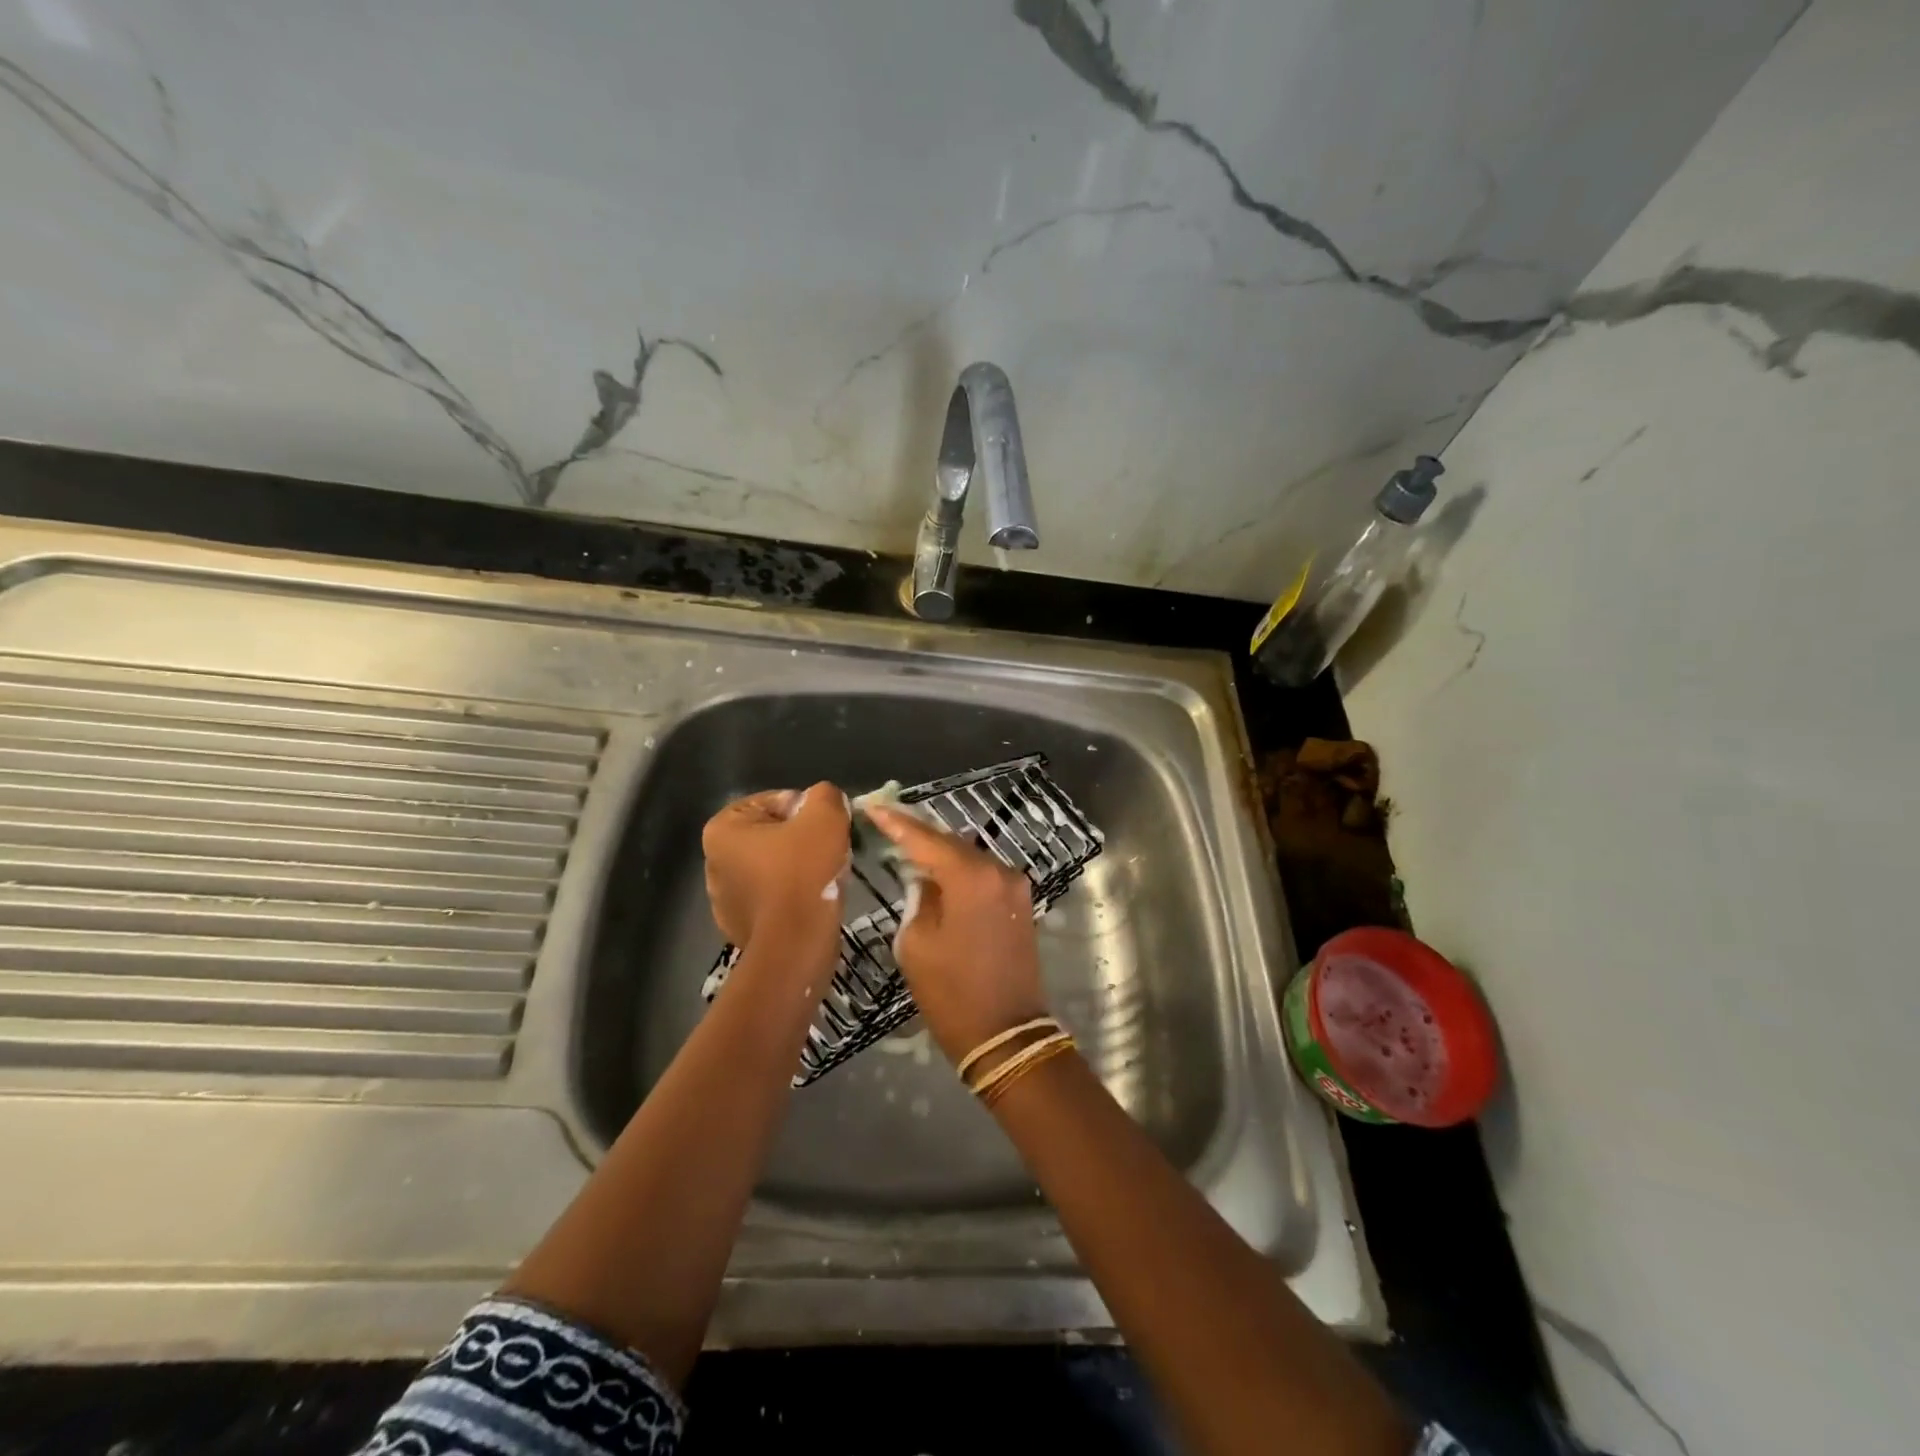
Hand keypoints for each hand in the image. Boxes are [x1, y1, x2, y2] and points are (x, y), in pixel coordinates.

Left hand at [703, 783, 848, 968]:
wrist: (795, 945)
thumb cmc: (804, 873)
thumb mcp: (825, 816)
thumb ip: (825, 795)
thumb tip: (824, 800)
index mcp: (722, 829)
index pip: (775, 801)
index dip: (807, 810)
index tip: (825, 829)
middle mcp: (713, 861)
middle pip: (773, 834)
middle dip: (802, 839)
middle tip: (830, 852)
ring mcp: (723, 898)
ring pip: (774, 866)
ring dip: (798, 868)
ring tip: (824, 879)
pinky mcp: (739, 926)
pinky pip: (772, 897)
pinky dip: (791, 895)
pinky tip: (810, 903)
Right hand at [865, 805, 1047, 1063]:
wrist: (1007, 1035)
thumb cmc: (952, 993)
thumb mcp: (917, 943)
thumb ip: (918, 897)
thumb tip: (925, 878)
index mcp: (971, 877)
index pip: (925, 838)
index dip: (895, 822)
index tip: (871, 805)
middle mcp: (998, 871)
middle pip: (951, 842)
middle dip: (919, 834)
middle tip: (886, 822)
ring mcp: (1014, 886)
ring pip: (968, 857)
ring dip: (940, 852)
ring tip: (906, 846)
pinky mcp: (1020, 902)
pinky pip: (983, 875)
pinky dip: (959, 871)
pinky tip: (937, 872)